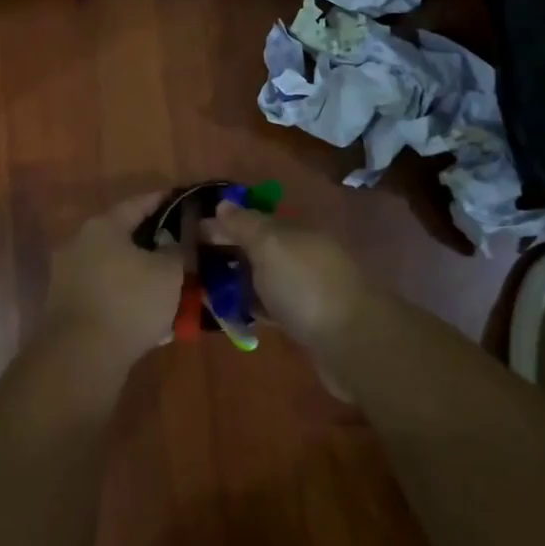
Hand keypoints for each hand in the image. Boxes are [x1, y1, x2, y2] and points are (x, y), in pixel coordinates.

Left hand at [43, 193, 184, 362]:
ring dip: (138, 272)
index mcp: (103, 226)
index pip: (137, 203)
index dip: (161, 201)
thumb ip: (177, 250)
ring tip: (165, 284)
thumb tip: (174, 242)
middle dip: (150, 241)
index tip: (180, 200)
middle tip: (177, 246)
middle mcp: (79, 243)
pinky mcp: (65, 305)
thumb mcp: (169, 273)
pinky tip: (145, 312)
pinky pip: (104, 292)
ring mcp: (68, 275)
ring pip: (113, 266)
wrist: (81, 356)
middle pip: (122, 235)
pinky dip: (124, 296)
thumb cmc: (129, 302)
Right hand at [204, 203, 369, 353]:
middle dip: (229, 251)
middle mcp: (302, 253)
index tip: (191, 233)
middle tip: (193, 264)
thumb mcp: (269, 244)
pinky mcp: (308, 320)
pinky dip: (254, 306)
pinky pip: (273, 305)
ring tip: (206, 290)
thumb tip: (224, 203)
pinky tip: (235, 315)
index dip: (223, 223)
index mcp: (294, 229)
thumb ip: (244, 224)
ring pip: (265, 277)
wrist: (353, 341)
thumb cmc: (305, 284)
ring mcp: (307, 287)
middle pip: (259, 247)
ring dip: (239, 281)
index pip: (252, 218)